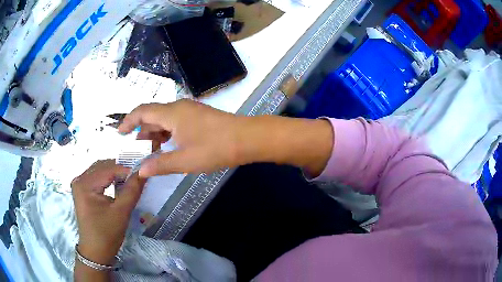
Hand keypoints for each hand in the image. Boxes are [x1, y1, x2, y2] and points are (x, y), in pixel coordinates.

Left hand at [71, 160, 145, 264]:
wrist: (96, 251)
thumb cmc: (107, 234)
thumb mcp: (121, 212)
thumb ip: (132, 190)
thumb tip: (144, 172)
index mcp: (85, 184)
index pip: (108, 169)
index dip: (127, 170)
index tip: (143, 174)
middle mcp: (79, 179)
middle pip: (103, 166)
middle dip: (121, 170)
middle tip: (137, 177)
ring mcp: (79, 184)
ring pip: (100, 170)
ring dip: (115, 173)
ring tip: (129, 180)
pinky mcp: (82, 190)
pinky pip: (97, 177)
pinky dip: (108, 179)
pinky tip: (117, 185)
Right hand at [118, 99, 243, 176]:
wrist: (247, 139)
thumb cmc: (215, 148)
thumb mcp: (184, 160)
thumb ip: (159, 165)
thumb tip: (140, 170)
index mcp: (171, 113)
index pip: (142, 111)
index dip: (128, 121)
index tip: (119, 133)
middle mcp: (178, 107)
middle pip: (152, 115)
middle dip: (141, 131)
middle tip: (134, 149)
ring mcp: (189, 110)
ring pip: (164, 119)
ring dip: (154, 133)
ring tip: (148, 151)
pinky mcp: (197, 116)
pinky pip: (175, 122)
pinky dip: (166, 133)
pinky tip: (166, 146)